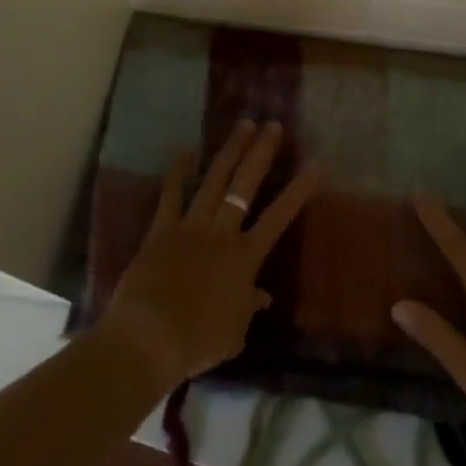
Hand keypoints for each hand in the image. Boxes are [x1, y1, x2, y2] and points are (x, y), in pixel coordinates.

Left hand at [101, 119, 319, 392]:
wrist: (150, 338)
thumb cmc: (198, 341)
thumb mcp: (235, 332)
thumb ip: (248, 307)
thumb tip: (262, 296)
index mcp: (245, 257)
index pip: (279, 217)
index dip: (298, 190)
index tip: (315, 163)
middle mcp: (222, 232)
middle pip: (246, 185)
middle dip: (262, 153)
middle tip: (273, 125)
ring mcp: (191, 226)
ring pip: (215, 180)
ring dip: (230, 151)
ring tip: (243, 125)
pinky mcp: (162, 229)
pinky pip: (171, 194)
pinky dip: (179, 171)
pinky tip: (187, 150)